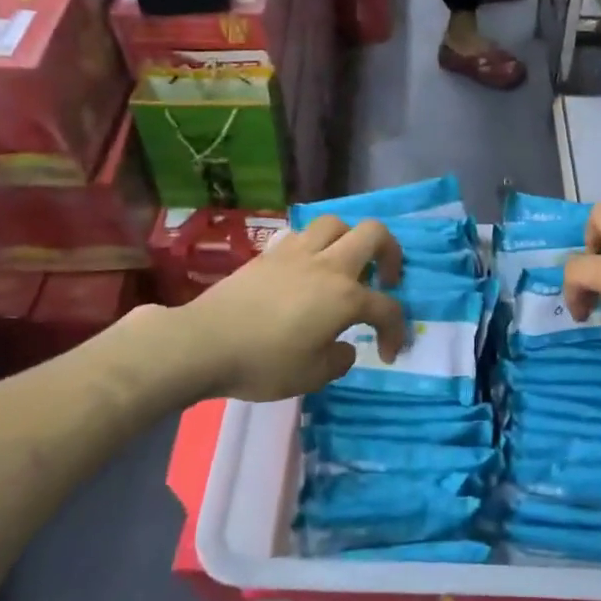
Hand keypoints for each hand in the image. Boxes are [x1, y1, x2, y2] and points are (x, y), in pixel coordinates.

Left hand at [175, 216, 407, 402]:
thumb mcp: (312, 376)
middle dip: (390, 253)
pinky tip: (306, 269)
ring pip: (335, 223)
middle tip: (385, 279)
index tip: (388, 354)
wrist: (204, 343)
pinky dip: (314, 246)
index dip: (395, 331)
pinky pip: (302, 235)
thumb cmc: (264, 363)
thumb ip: (338, 360)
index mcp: (345, 297)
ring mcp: (296, 253)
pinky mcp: (269, 253)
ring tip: (344, 265)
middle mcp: (327, 265)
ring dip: (349, 240)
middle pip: (373, 233)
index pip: (386, 308)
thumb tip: (344, 346)